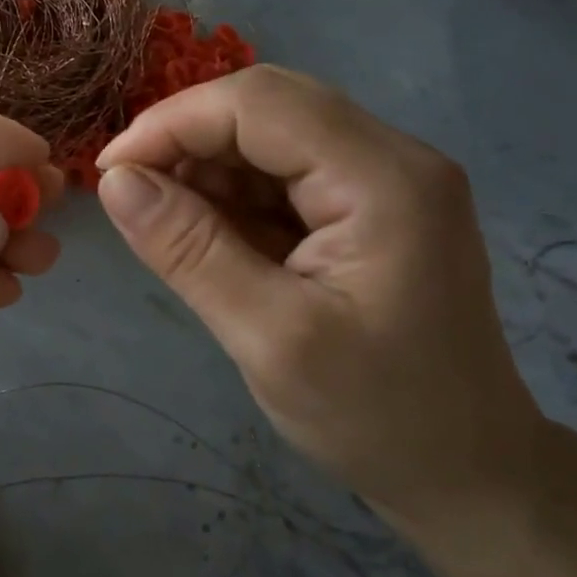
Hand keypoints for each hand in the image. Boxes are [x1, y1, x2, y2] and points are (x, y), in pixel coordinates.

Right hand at [94, 66, 541, 536]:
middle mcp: (392, 157)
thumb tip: (115, 181)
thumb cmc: (375, 417)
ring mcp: (384, 179)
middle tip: (130, 191)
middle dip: (187, 139)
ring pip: (271, 134)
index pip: (259, 104)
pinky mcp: (369, 205)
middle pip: (267, 106)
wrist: (467, 472)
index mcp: (383, 179)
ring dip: (207, 167)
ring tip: (167, 223)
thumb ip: (189, 250)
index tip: (110, 172)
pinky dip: (234, 193)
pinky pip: (284, 172)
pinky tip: (208, 234)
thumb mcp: (269, 338)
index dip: (172, 123)